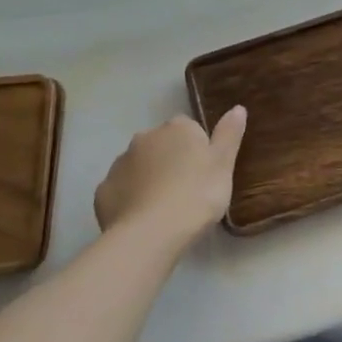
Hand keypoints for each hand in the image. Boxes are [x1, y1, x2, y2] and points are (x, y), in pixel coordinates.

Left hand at [94, 108, 247, 252]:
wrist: (151, 233)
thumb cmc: (196, 195)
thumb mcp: (223, 165)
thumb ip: (229, 134)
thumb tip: (238, 108)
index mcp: (177, 128)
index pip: (189, 129)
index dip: (198, 151)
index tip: (205, 174)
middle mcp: (145, 137)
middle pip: (162, 146)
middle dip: (170, 162)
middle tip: (186, 192)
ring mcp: (120, 163)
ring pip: (139, 166)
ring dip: (149, 179)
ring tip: (163, 209)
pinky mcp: (103, 190)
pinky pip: (121, 190)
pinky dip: (130, 199)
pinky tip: (141, 219)